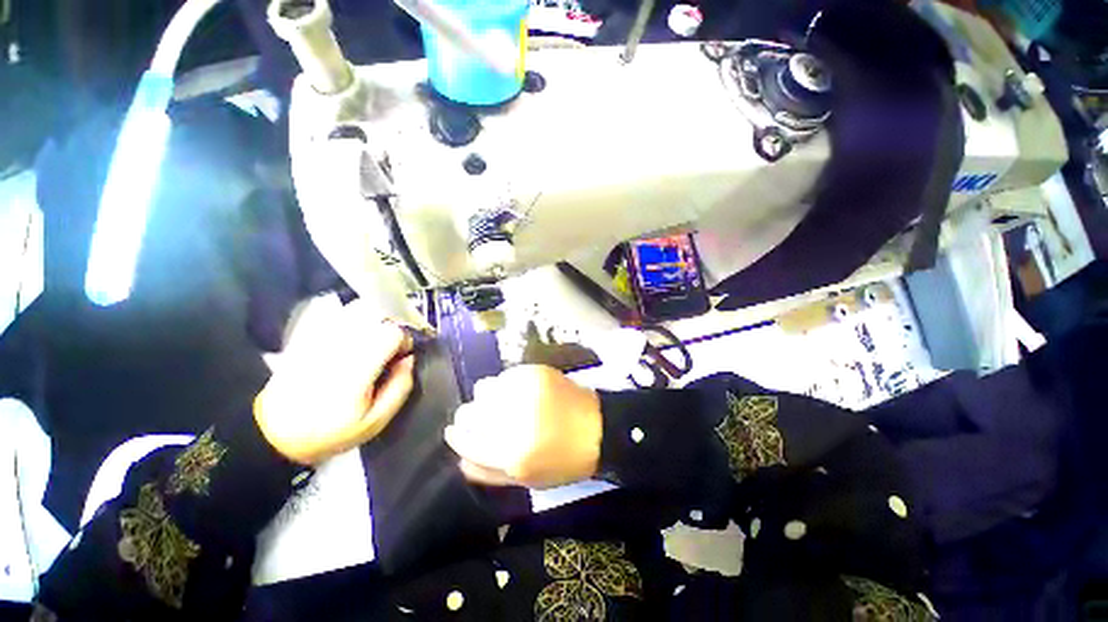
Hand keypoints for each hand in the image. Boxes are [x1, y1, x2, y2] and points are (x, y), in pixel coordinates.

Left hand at [255, 299, 415, 464]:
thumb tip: (409, 359)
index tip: (402, 355)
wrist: (275, 433)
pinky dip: (353, 318)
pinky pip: (337, 314)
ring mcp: (320, 340)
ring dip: (373, 318)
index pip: (390, 333)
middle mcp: (338, 348)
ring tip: (374, 339)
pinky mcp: (307, 337)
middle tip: (391, 346)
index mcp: (356, 370)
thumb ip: (400, 388)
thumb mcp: (376, 421)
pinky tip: (355, 335)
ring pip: (356, 309)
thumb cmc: (331, 432)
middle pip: (375, 314)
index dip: (404, 340)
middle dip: (391, 326)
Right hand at [444, 365, 601, 488]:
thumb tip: (458, 458)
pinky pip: (505, 376)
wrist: (597, 429)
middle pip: (469, 412)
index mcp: (510, 454)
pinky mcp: (536, 373)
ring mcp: (525, 391)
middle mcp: (514, 419)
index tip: (454, 432)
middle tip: (483, 418)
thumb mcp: (525, 479)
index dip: (457, 436)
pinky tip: (518, 392)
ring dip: (487, 398)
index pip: (465, 441)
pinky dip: (505, 384)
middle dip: (470, 416)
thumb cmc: (562, 460)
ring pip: (483, 389)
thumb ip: (488, 472)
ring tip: (503, 403)